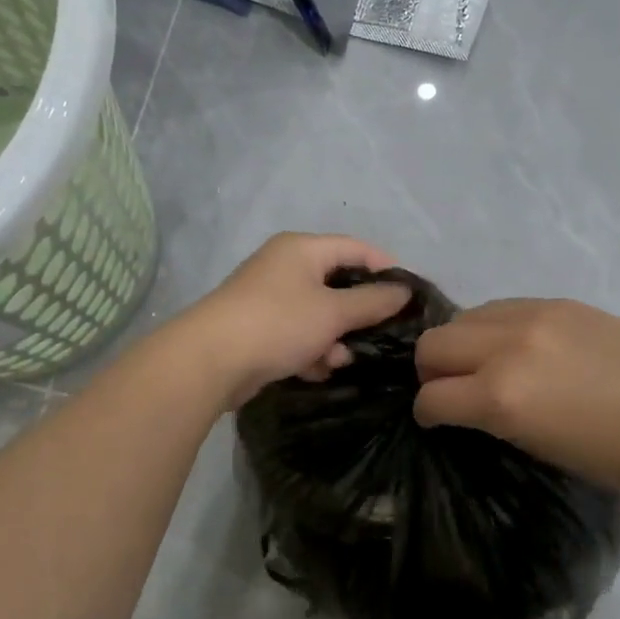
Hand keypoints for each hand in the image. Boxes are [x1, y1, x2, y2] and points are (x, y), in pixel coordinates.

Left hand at [180, 233, 411, 407]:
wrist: (210, 360)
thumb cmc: (279, 323)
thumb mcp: (333, 312)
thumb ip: (372, 301)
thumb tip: (403, 291)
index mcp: (301, 249)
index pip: (354, 248)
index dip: (384, 267)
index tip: (409, 295)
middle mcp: (283, 266)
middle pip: (335, 283)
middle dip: (356, 313)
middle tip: (380, 334)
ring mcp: (267, 298)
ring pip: (316, 314)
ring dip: (332, 338)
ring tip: (338, 361)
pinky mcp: (257, 328)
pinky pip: (295, 334)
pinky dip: (309, 350)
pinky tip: (315, 370)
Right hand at [413, 299, 619, 495]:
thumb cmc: (615, 456)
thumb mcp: (538, 448)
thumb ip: (492, 418)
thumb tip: (464, 402)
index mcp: (501, 397)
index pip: (431, 397)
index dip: (428, 413)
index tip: (437, 420)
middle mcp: (506, 348)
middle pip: (433, 345)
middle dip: (432, 371)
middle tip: (454, 389)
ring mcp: (533, 317)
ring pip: (463, 318)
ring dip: (461, 344)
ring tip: (485, 363)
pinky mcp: (557, 302)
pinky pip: (501, 307)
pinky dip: (493, 328)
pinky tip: (517, 346)